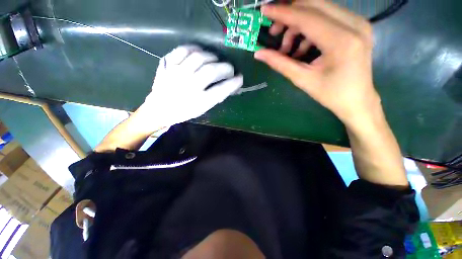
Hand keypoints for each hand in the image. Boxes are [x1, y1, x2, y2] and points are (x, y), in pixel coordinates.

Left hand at [137, 45, 242, 130]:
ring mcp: (176, 73)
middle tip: (230, 69)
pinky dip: (193, 48)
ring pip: (199, 57)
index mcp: (199, 101)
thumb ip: (216, 97)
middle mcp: (189, 86)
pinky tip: (199, 51)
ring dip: (212, 57)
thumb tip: (231, 86)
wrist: (159, 109)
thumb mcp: (203, 108)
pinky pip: (182, 50)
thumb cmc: (184, 111)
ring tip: (216, 60)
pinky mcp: (167, 64)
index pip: (221, 90)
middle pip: (212, 71)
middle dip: (226, 68)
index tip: (240, 78)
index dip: (234, 83)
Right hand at [255, 3, 379, 124]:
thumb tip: (259, 53)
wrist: (357, 100)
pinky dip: (310, 28)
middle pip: (314, 4)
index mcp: (341, 41)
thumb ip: (280, 63)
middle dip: (289, 15)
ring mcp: (358, 22)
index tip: (264, 10)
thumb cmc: (330, 94)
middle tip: (275, 33)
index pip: (306, 17)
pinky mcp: (357, 25)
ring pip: (320, 8)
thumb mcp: (302, 80)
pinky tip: (303, 47)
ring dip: (298, 24)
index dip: (283, 13)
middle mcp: (354, 24)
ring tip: (289, 48)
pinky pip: (327, 16)